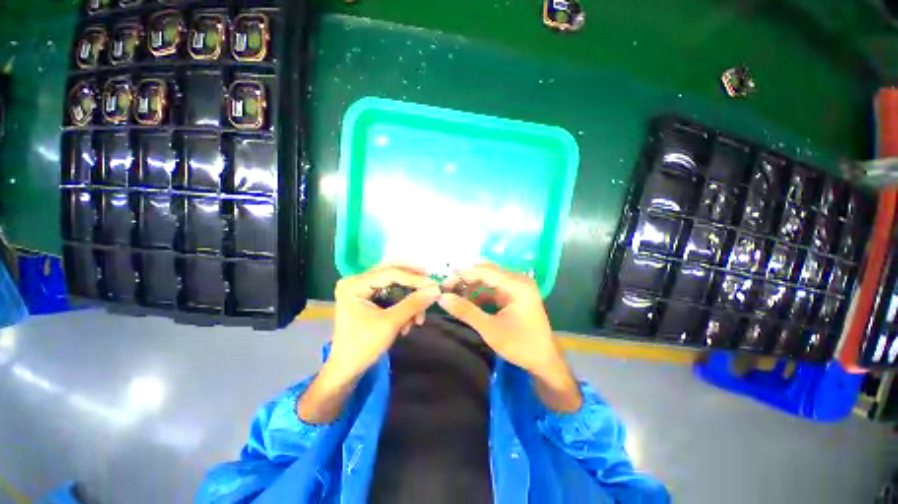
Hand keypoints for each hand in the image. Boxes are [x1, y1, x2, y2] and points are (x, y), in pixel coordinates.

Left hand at [328, 264, 440, 381]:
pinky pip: (392, 295)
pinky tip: (408, 323)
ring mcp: (362, 289)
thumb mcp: (390, 323)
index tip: (434, 285)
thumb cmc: (363, 347)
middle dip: (413, 285)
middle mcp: (357, 281)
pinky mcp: (368, 298)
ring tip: (417, 320)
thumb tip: (436, 289)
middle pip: (393, 274)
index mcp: (355, 284)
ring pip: (395, 285)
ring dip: (410, 301)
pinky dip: (403, 306)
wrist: (347, 370)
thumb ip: (413, 304)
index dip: (415, 278)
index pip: (391, 273)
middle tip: (432, 288)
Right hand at [439, 263, 581, 411]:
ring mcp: (518, 286)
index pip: (484, 271)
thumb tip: (442, 297)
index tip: (443, 285)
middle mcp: (518, 280)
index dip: (462, 275)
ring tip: (454, 296)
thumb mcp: (490, 329)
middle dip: (465, 279)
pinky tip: (468, 301)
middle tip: (446, 290)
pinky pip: (493, 288)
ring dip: (471, 286)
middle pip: (486, 272)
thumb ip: (466, 311)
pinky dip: (479, 293)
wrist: (545, 361)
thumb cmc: (520, 346)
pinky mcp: (515, 294)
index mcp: (517, 285)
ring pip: (488, 279)